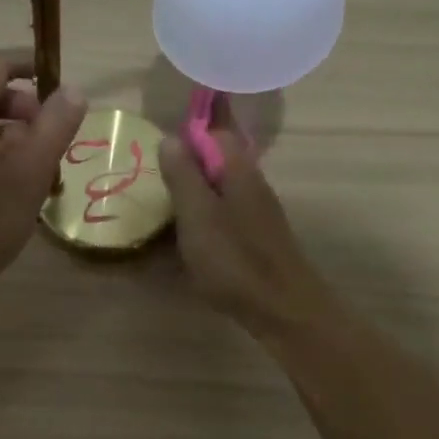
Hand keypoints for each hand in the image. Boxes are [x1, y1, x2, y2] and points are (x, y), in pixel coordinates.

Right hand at [158, 130, 337, 337]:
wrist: (282, 308)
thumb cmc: (234, 259)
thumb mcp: (197, 215)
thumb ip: (183, 175)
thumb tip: (170, 137)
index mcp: (238, 170)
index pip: (216, 131)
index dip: (189, 132)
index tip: (161, 144)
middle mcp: (252, 183)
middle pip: (219, 159)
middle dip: (190, 162)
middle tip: (157, 175)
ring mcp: (258, 211)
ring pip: (222, 188)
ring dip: (196, 191)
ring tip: (166, 204)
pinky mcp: (257, 236)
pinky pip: (226, 213)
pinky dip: (205, 216)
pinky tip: (190, 235)